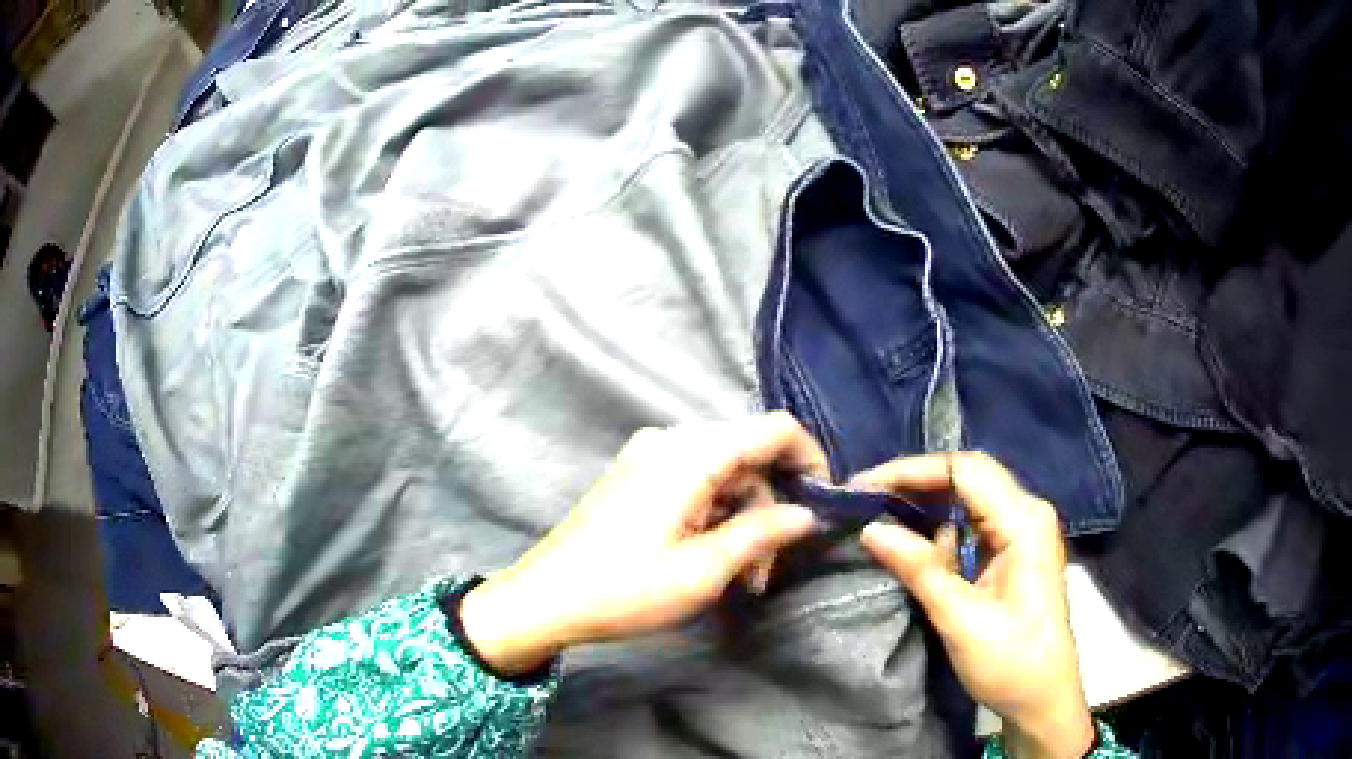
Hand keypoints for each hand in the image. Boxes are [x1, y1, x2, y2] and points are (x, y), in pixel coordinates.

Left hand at [460, 413, 826, 674]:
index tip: (825, 505)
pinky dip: (715, 516)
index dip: (810, 459)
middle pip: (748, 456)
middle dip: (770, 509)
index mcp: (689, 454)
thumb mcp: (703, 570)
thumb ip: (762, 533)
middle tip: (767, 569)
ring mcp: (650, 456)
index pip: (773, 429)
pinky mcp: (638, 476)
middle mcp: (670, 440)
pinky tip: (713, 559)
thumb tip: (809, 514)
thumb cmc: (624, 589)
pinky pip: (695, 482)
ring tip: (742, 578)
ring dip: (743, 521)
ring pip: (724, 474)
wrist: (543, 600)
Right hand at [854, 452, 1093, 758]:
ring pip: (967, 498)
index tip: (862, 487)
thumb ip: (920, 569)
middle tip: (863, 501)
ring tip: (877, 518)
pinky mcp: (1013, 551)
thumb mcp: (961, 619)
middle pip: (966, 477)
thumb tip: (870, 529)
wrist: (1043, 697)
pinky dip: (937, 530)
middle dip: (914, 484)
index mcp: (1024, 522)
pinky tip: (910, 544)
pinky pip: (971, 524)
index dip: (911, 470)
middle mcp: (1026, 513)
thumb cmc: (1011, 661)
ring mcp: (1022, 531)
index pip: (964, 470)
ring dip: (923, 506)